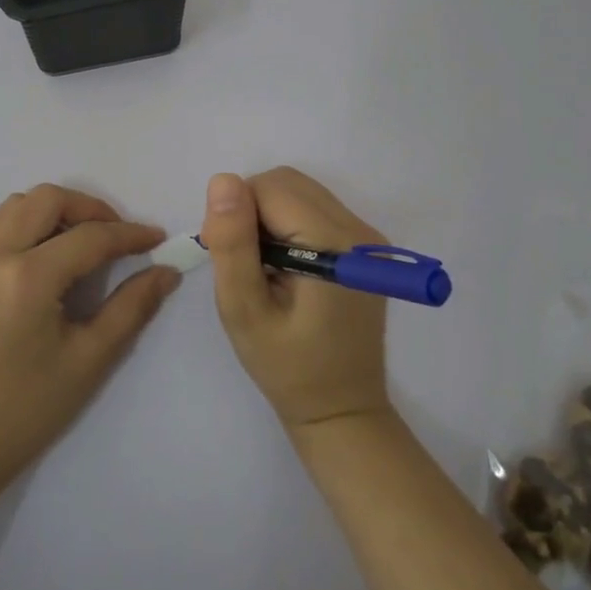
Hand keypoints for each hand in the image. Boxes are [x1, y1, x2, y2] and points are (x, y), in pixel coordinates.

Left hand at [0, 184, 180, 494]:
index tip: (156, 239)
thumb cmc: (27, 410)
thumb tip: (165, 272)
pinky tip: (41, 259)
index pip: (90, 237)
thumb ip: (132, 307)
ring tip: (79, 244)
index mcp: (27, 278)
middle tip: (115, 237)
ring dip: (54, 212)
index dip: (129, 235)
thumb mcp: (89, 360)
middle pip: (47, 199)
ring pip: (15, 206)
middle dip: (90, 209)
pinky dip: (23, 226)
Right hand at [199, 167, 392, 437]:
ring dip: (269, 217)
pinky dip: (288, 225)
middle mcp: (359, 229)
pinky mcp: (365, 247)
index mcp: (333, 243)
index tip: (231, 259)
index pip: (269, 188)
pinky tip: (285, 268)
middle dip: (252, 210)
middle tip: (245, 265)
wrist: (342, 410)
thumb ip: (233, 244)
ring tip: (264, 269)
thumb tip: (223, 180)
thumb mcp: (244, 311)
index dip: (237, 215)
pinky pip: (314, 209)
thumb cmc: (287, 368)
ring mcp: (367, 237)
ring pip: (299, 192)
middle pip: (287, 183)